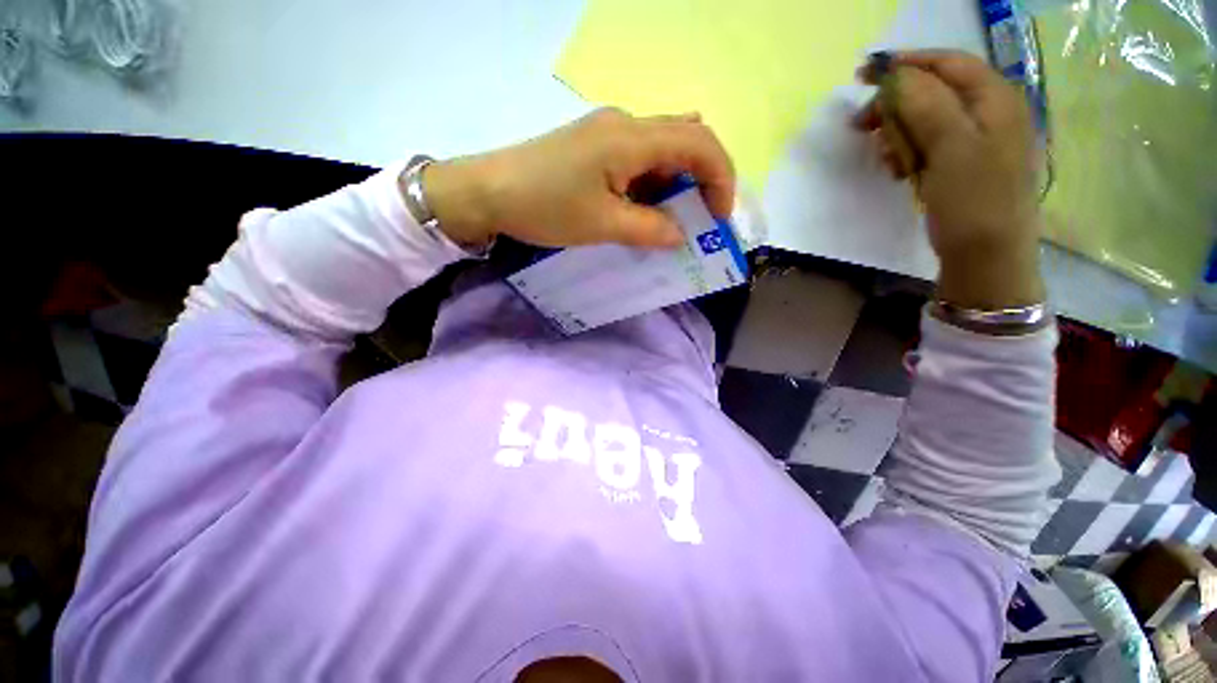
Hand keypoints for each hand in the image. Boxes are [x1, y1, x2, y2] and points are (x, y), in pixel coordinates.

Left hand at [419, 109, 734, 249]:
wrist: (489, 191)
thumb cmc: (545, 206)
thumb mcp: (603, 225)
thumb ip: (649, 229)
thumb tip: (681, 235)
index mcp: (631, 138)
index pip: (698, 144)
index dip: (721, 177)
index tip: (720, 217)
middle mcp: (625, 125)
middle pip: (684, 140)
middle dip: (702, 180)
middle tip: (699, 219)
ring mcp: (607, 133)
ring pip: (661, 151)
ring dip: (674, 185)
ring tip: (669, 221)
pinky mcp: (594, 146)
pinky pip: (637, 160)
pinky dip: (651, 185)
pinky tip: (642, 209)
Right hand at [856, 50, 1044, 308]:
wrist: (987, 256)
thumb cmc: (974, 201)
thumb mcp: (951, 148)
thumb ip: (925, 104)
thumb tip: (894, 73)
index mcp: (995, 99)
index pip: (947, 63)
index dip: (906, 64)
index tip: (863, 76)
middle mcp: (989, 112)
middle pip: (934, 91)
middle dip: (896, 105)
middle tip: (861, 126)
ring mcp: (977, 140)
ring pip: (927, 121)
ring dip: (898, 134)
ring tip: (885, 159)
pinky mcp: (962, 164)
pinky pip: (929, 146)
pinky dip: (908, 153)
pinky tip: (899, 171)